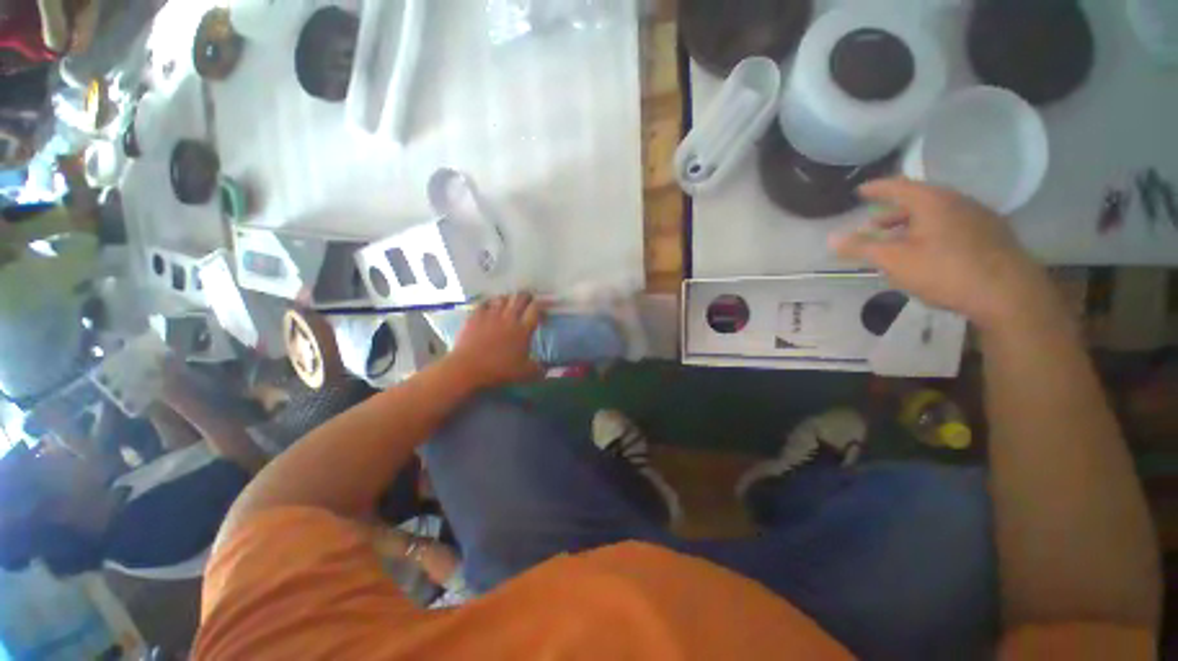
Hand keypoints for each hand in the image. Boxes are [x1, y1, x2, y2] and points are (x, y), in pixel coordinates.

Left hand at [447, 294, 543, 388]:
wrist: (467, 368)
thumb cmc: (499, 370)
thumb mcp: (524, 374)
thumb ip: (538, 370)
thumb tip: (546, 370)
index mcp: (523, 329)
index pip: (535, 309)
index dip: (541, 305)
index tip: (544, 307)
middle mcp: (509, 318)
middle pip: (520, 298)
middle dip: (526, 296)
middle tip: (529, 299)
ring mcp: (490, 315)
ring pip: (502, 298)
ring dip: (508, 298)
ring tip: (510, 302)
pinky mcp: (475, 317)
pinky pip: (484, 303)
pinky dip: (489, 303)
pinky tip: (490, 306)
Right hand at [831, 179, 1055, 328]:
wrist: (1008, 293)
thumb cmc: (944, 271)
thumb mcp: (894, 260)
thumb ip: (862, 247)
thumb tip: (831, 238)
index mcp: (932, 201)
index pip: (898, 186)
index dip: (876, 188)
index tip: (860, 191)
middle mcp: (957, 201)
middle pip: (919, 199)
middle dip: (892, 211)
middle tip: (873, 224)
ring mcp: (979, 217)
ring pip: (937, 213)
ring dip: (912, 224)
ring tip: (897, 240)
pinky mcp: (992, 235)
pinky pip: (954, 225)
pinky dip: (933, 232)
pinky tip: (929, 251)